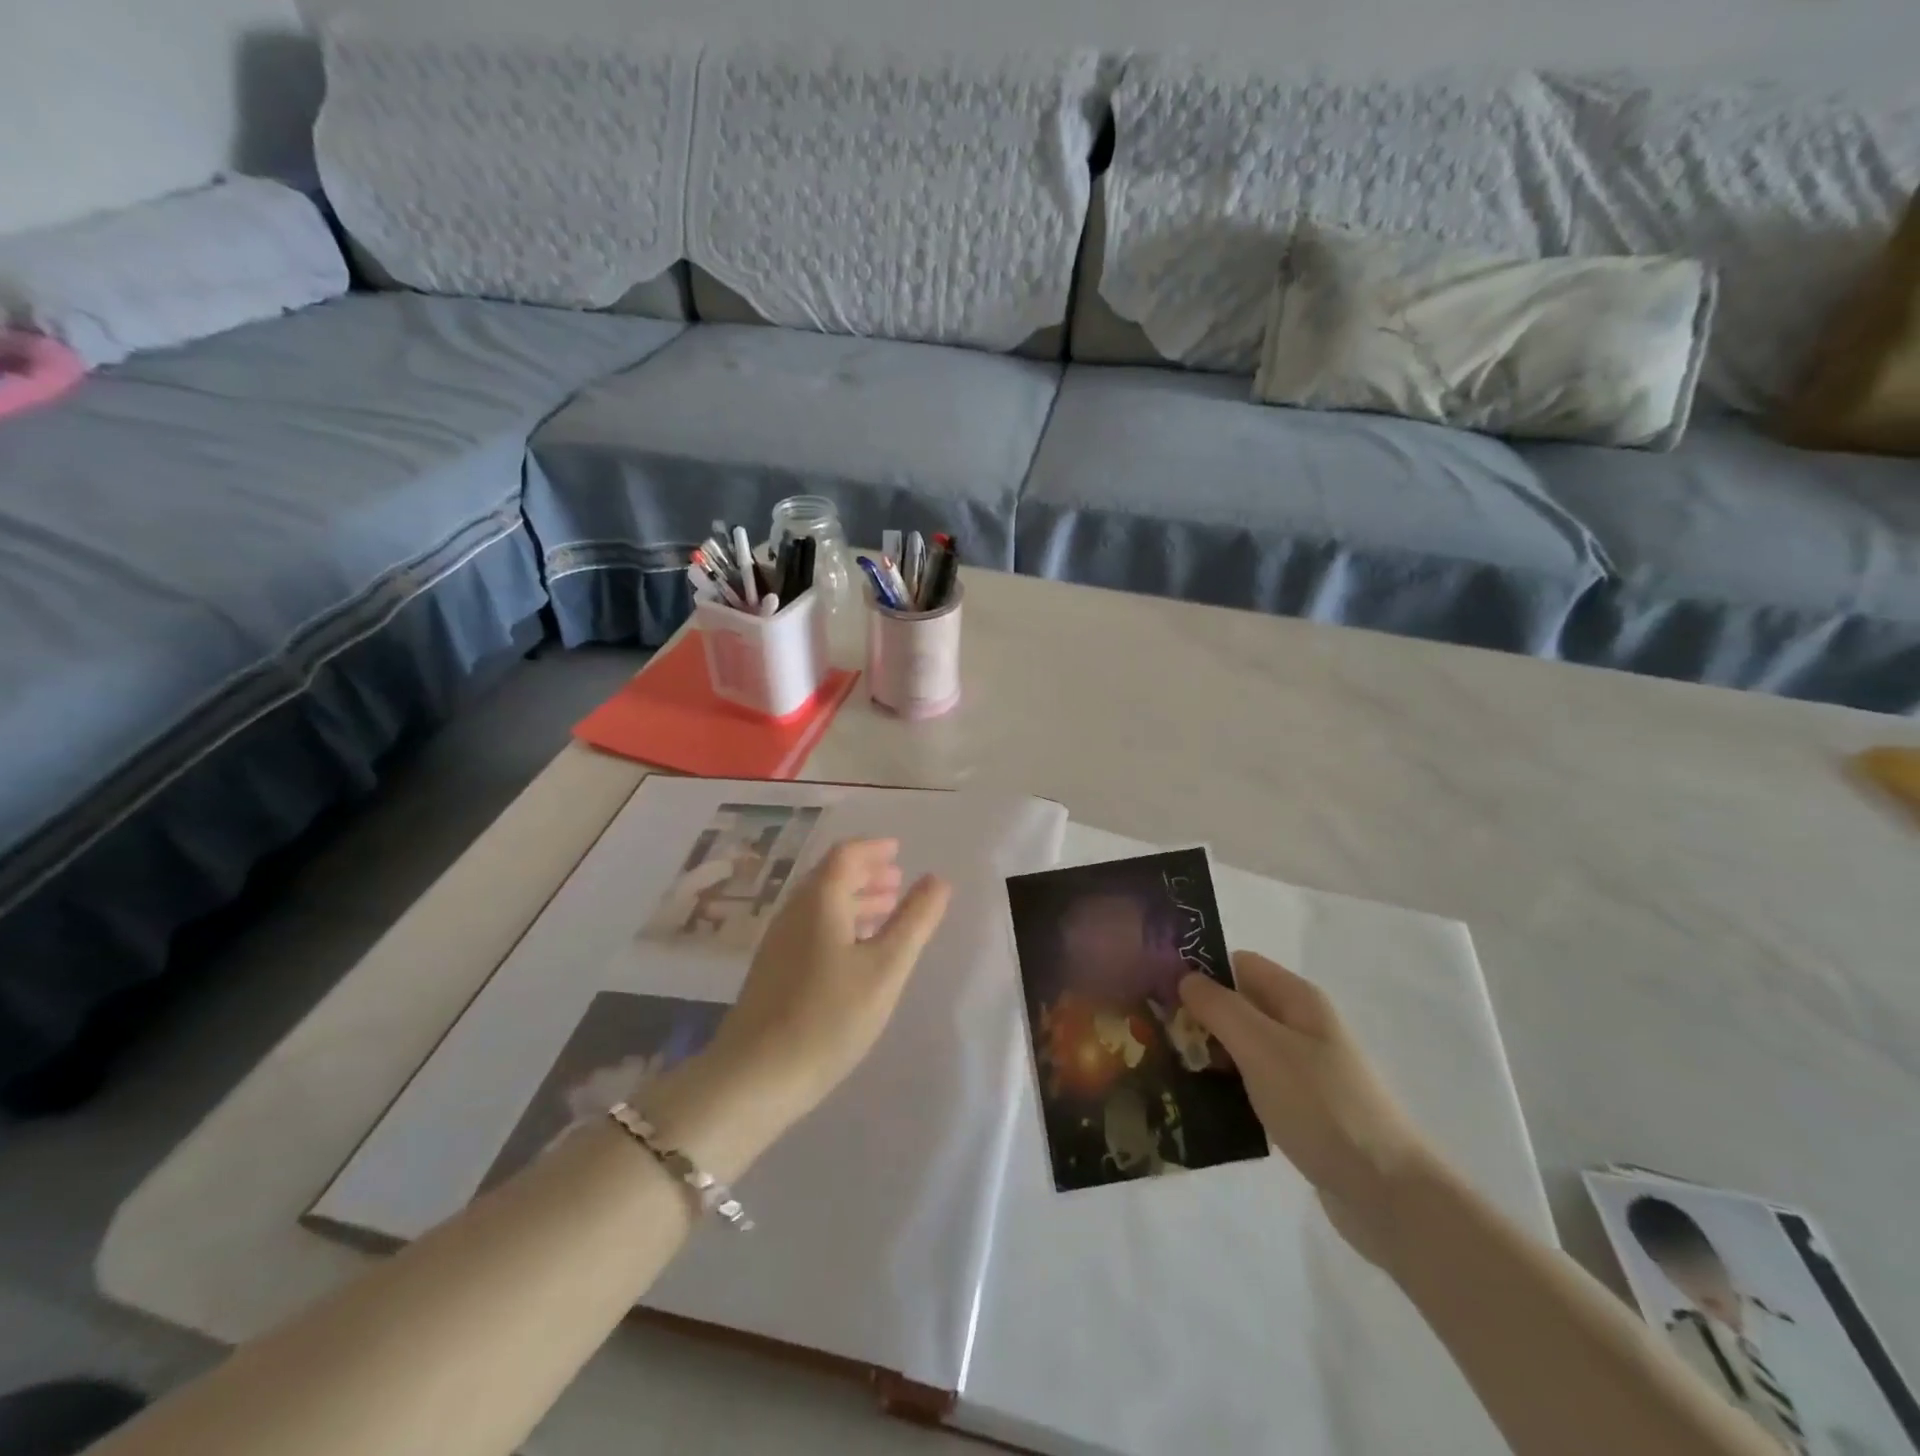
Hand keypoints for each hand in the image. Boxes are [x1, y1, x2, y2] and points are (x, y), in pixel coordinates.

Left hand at [702, 839, 951, 1131]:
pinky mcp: (775, 971)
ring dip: (855, 900)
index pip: (845, 856)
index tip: (898, 850)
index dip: (873, 849)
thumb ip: (915, 921)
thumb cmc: (829, 1016)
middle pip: (831, 878)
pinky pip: (813, 929)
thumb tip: (938, 880)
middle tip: (898, 880)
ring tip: (887, 911)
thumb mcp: (885, 968)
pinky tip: (857, 951)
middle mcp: (794, 913)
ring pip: (821, 906)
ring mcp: (780, 943)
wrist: (755, 1078)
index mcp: (819, 901)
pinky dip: (841, 924)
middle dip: (866, 874)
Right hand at [1179, 952, 1434, 1264]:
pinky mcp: (1301, 1108)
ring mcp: (1303, 1069)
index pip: (1238, 964)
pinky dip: (1227, 1087)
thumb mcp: (1262, 1047)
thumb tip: (1186, 978)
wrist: (1387, 1194)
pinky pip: (1253, 1083)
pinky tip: (1199, 1103)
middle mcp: (1301, 1026)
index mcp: (1297, 999)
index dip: (1200, 969)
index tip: (1157, 988)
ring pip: (1242, 1046)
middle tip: (1152, 1032)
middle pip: (1238, 1004)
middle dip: (1198, 1015)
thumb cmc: (1321, 1106)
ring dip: (1209, 1054)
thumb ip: (1220, 1008)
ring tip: (1165, 1068)